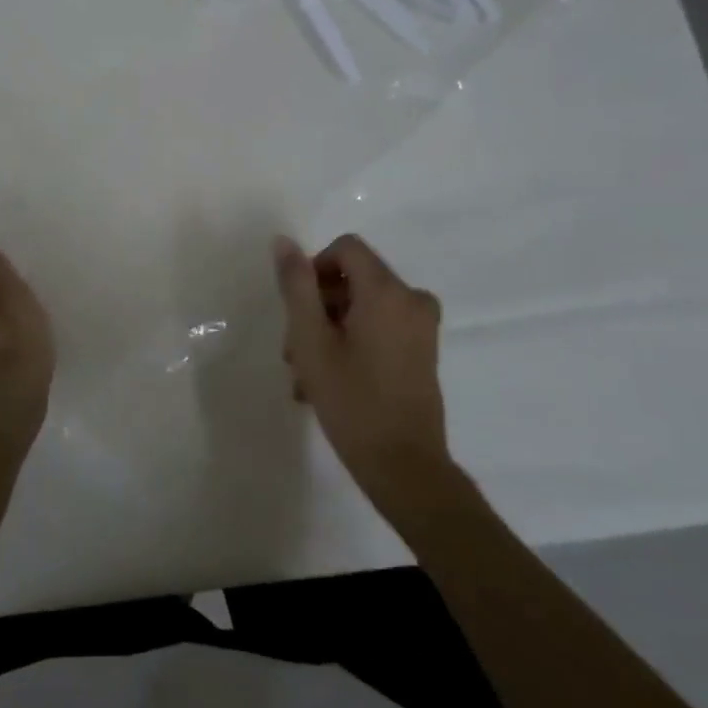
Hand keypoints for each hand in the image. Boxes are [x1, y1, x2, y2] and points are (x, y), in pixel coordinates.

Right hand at [273, 234, 453, 506]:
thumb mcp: (311, 340)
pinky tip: (329, 379)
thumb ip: (297, 286)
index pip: (346, 248)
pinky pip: (380, 326)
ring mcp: (422, 326)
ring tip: (305, 374)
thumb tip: (284, 241)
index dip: (315, 269)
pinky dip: (352, 341)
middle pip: (354, 279)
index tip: (299, 310)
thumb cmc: (352, 401)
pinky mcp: (423, 350)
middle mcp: (412, 299)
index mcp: (387, 291)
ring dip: (329, 330)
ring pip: (363, 306)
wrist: (404, 466)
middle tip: (294, 351)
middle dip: (318, 307)